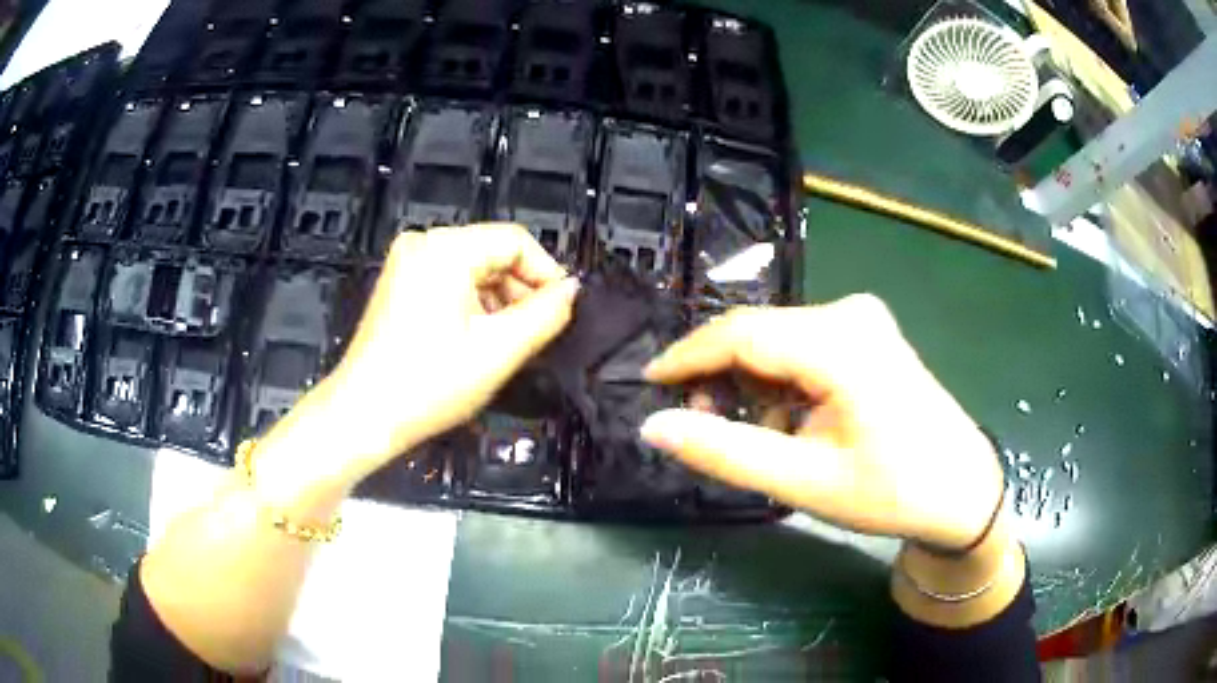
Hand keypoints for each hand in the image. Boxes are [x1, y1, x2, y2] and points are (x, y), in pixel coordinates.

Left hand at [261, 224, 577, 492]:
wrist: (364, 416)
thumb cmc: (428, 385)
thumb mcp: (499, 350)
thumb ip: (546, 314)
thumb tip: (571, 291)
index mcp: (445, 249)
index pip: (516, 241)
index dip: (546, 274)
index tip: (560, 311)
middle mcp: (422, 244)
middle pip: (493, 253)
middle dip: (519, 291)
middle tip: (533, 334)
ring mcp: (407, 263)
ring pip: (473, 269)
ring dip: (497, 301)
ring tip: (503, 343)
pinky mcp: (399, 284)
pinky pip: (450, 281)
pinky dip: (472, 305)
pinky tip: (476, 340)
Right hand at [640, 295, 1002, 550]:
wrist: (961, 489)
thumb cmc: (891, 492)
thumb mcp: (804, 482)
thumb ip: (725, 451)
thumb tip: (654, 426)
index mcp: (841, 343)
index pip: (741, 332)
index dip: (687, 356)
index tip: (648, 384)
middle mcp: (850, 313)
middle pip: (759, 333)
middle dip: (721, 376)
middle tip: (701, 426)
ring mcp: (863, 319)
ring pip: (778, 340)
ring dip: (753, 383)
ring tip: (755, 436)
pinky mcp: (867, 333)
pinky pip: (803, 346)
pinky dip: (782, 381)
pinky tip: (791, 421)